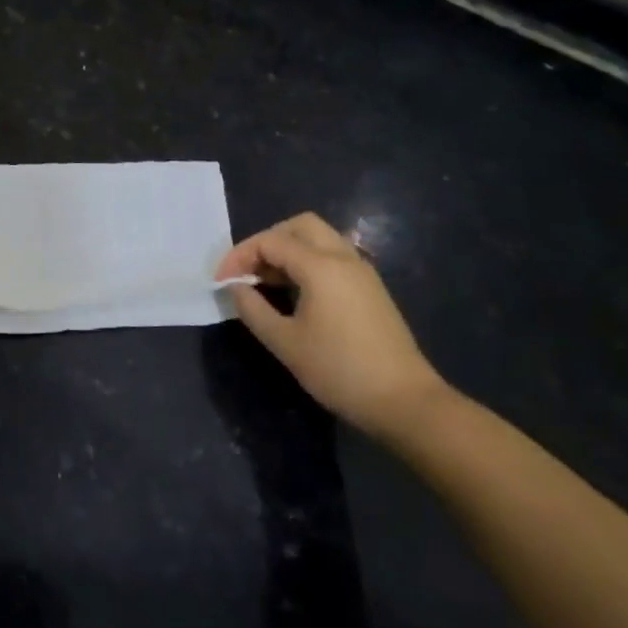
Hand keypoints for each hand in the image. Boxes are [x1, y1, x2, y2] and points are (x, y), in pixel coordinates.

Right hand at [216, 212, 448, 439]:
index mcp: (321, 266)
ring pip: (319, 239)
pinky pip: (333, 257)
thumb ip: (253, 309)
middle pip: (299, 226)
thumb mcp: (285, 342)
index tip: (221, 281)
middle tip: (247, 270)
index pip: (270, 241)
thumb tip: (235, 287)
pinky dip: (307, 262)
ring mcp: (362, 272)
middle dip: (266, 242)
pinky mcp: (370, 288)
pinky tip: (294, 293)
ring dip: (288, 250)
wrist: (405, 402)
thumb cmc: (339, 370)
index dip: (239, 256)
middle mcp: (343, 258)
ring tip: (265, 282)